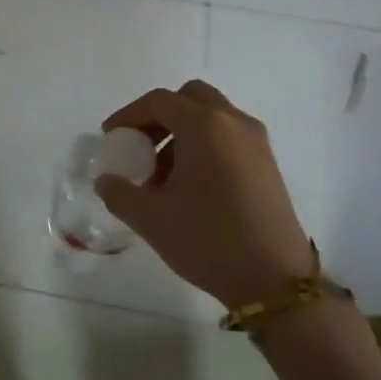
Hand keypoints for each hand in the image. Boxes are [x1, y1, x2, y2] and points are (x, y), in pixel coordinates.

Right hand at [96, 80, 318, 310]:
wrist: (274, 280)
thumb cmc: (207, 239)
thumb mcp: (151, 218)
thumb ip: (119, 193)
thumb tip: (106, 181)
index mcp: (204, 126)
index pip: (159, 102)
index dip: (129, 115)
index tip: (111, 138)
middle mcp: (233, 122)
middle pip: (190, 99)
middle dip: (160, 117)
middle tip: (140, 146)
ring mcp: (256, 142)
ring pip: (211, 117)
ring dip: (182, 133)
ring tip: (162, 175)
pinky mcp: (267, 163)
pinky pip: (228, 137)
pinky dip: (204, 145)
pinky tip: (191, 186)